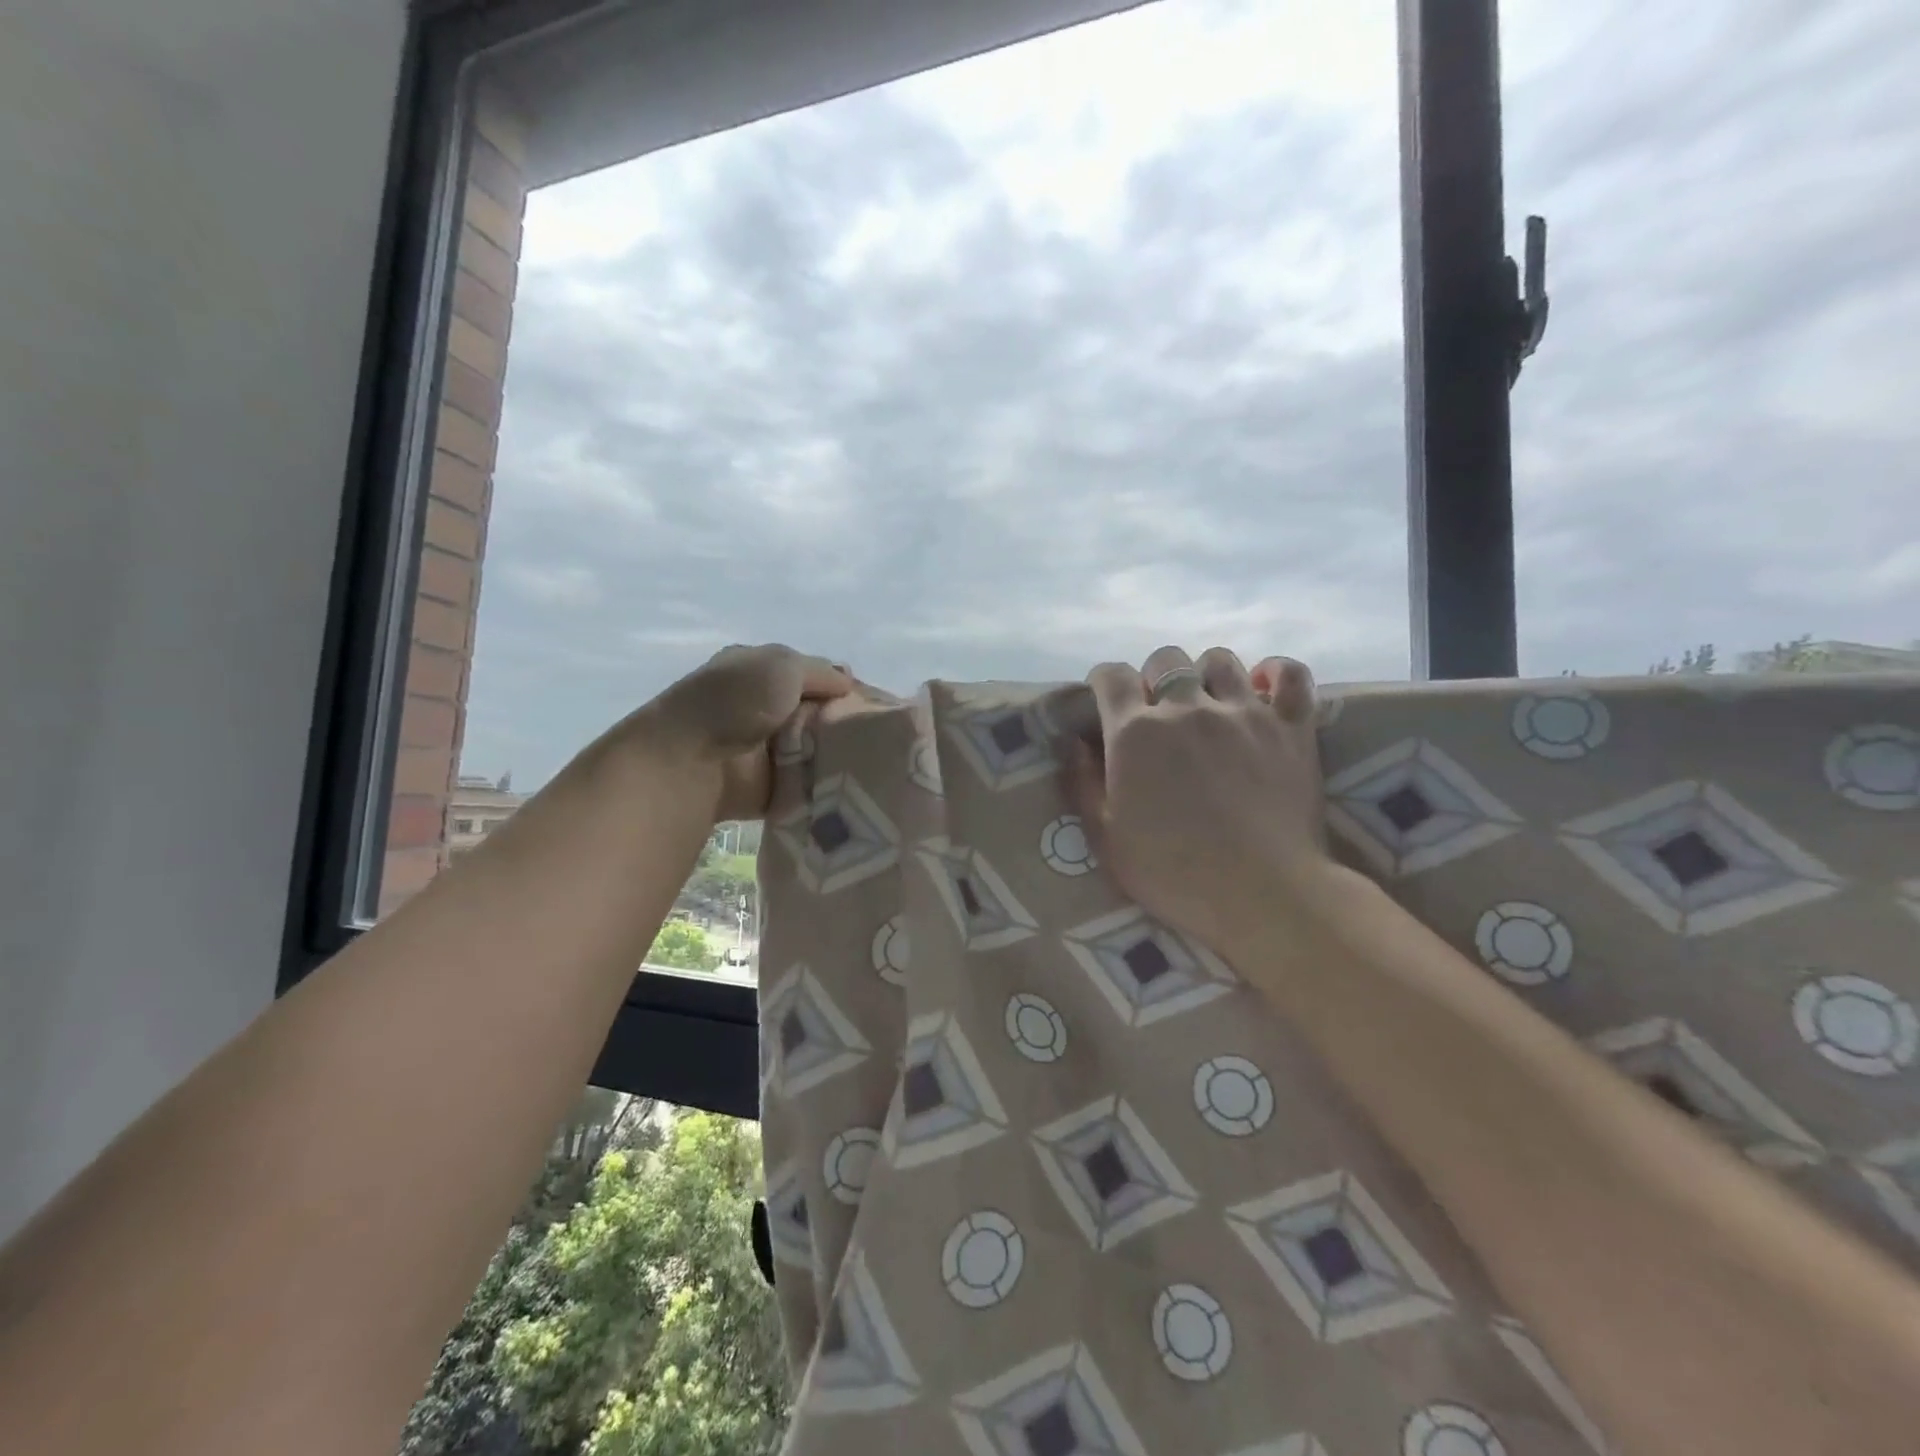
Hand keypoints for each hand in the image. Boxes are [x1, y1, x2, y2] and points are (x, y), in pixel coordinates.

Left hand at [635, 644, 852, 821]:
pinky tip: (854, 781)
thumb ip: (820, 671)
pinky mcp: (772, 785)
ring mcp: (768, 749)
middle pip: (819, 713)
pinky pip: (810, 782)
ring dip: (839, 753)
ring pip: (819, 748)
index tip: (871, 701)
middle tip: (875, 733)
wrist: (695, 759)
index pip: (812, 676)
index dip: (840, 686)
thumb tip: (848, 682)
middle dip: (844, 722)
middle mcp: (764, 708)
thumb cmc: (736, 700)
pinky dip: (827, 782)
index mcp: (760, 671)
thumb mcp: (782, 664)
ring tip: (871, 758)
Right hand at [1064, 645, 1328, 956]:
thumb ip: (1082, 783)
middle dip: (1154, 678)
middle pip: (1165, 659)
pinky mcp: (1290, 726)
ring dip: (1206, 675)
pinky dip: (1276, 673)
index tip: (1106, 702)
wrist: (1260, 894)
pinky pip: (1290, 674)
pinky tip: (1263, 688)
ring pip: (1220, 660)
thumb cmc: (1172, 872)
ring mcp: (1243, 712)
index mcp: (1135, 732)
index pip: (1111, 676)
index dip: (1104, 683)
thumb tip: (1071, 741)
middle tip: (1158, 712)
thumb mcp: (1106, 837)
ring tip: (1208, 703)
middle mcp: (1186, 707)